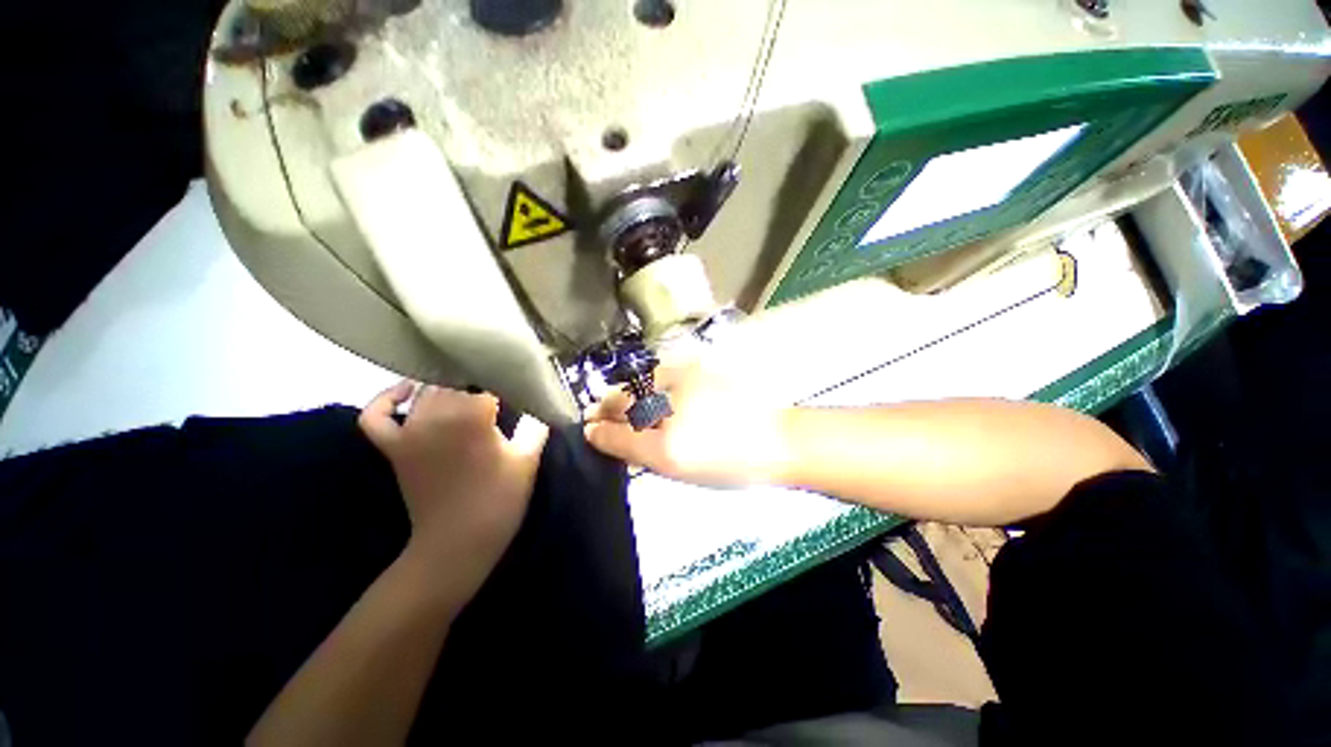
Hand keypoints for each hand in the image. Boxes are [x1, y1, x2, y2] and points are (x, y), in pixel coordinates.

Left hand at [359, 382, 548, 605]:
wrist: (457, 544)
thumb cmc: (499, 499)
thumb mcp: (528, 459)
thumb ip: (535, 424)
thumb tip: (540, 403)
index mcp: (472, 416)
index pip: (488, 381)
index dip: (506, 382)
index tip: (519, 388)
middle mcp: (434, 415)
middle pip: (455, 381)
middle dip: (477, 383)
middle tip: (498, 392)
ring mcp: (408, 430)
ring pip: (425, 391)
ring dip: (446, 388)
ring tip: (469, 392)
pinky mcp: (393, 447)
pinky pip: (376, 415)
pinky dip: (386, 400)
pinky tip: (407, 393)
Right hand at [583, 358, 791, 487]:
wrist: (775, 438)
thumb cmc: (731, 463)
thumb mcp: (682, 470)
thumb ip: (643, 454)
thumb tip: (611, 439)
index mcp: (669, 448)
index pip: (620, 438)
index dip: (600, 432)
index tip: (588, 429)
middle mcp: (671, 413)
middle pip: (624, 405)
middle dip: (605, 407)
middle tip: (594, 412)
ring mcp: (683, 385)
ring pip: (638, 386)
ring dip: (622, 393)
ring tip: (614, 399)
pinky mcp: (696, 370)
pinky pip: (659, 372)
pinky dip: (645, 381)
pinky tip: (644, 387)